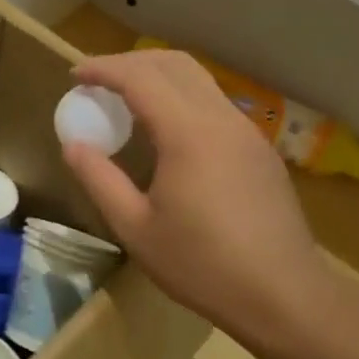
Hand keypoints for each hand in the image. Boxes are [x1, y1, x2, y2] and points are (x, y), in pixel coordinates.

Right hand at [61, 50, 329, 344]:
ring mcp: (247, 132)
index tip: (74, 75)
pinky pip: (213, 103)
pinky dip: (180, 97)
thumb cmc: (203, 266)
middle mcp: (222, 120)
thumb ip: (100, 179)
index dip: (103, 69)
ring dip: (157, 76)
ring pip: (198, 80)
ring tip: (125, 99)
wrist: (285, 297)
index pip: (140, 78)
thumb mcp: (135, 228)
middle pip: (173, 64)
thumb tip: (73, 146)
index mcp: (189, 134)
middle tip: (97, 81)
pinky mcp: (259, 149)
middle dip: (129, 62)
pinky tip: (164, 130)